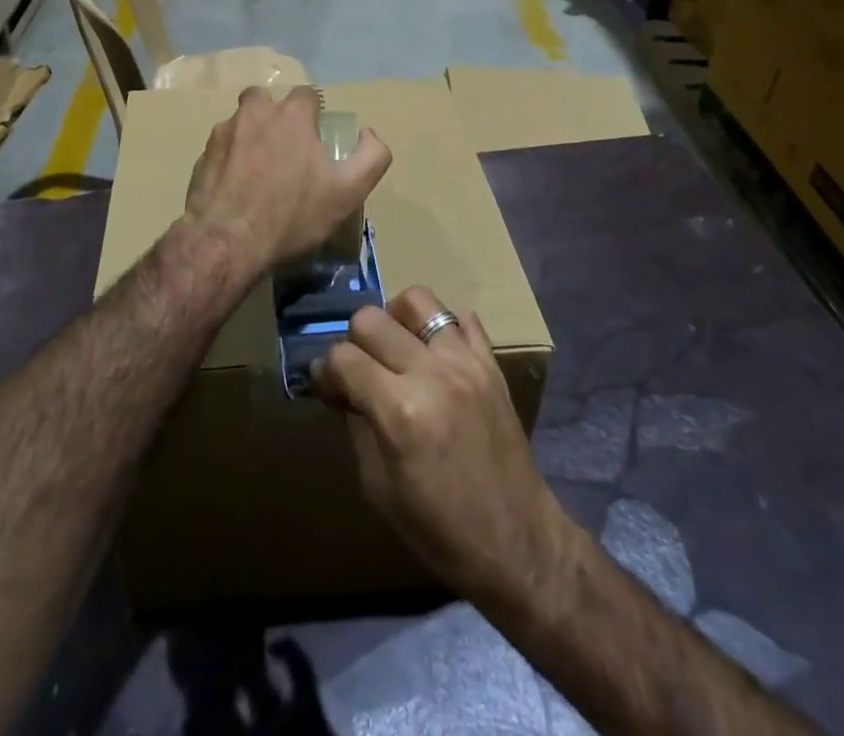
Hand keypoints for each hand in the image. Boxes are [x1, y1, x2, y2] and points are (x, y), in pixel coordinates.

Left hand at [183, 85, 391, 275]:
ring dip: (250, 136)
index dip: (315, 113)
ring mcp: (223, 133)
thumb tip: (368, 133)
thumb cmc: (292, 216)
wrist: (227, 243)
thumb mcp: (348, 192)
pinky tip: (236, 188)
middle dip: (275, 115)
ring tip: (258, 170)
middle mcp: (254, 113)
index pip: (307, 95)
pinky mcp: (201, 156)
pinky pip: (221, 148)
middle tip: (284, 148)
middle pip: (265, 99)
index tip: (316, 140)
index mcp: (291, 115)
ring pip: (240, 121)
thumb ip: (371, 157)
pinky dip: (230, 160)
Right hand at [315, 286, 571, 612]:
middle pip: (371, 319)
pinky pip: (462, 318)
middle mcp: (430, 374)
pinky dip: (441, 329)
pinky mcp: (491, 364)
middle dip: (355, 342)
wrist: (517, 543)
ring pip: (417, 300)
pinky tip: (435, 355)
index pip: (343, 358)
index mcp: (398, 411)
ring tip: (397, 350)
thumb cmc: (439, 529)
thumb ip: (356, 424)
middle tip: (360, 371)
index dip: (326, 372)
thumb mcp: (378, 488)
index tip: (328, 387)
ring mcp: (466, 362)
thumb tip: (340, 385)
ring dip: (396, 320)